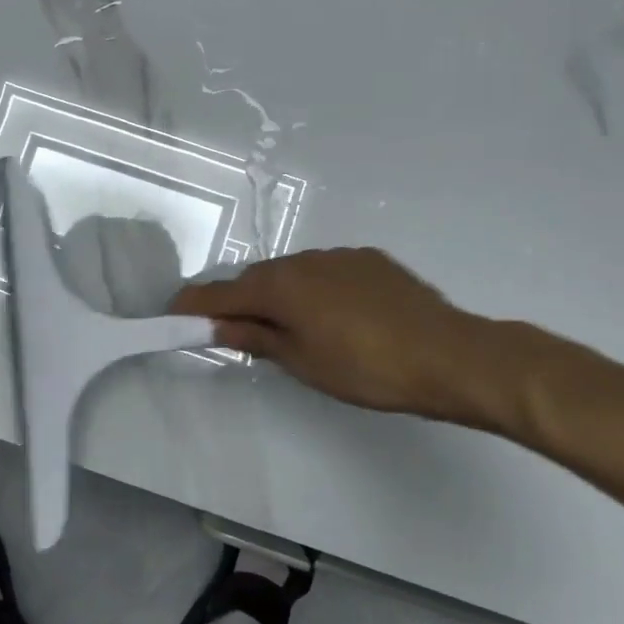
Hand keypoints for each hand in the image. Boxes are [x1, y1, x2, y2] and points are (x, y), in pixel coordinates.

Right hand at [170, 247, 523, 430]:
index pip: (221, 292)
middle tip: (233, 330)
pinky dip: (314, 289)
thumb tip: (219, 324)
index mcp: (280, 285)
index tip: (174, 315)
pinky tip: (333, 316)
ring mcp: (339, 256)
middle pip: (256, 279)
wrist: (449, 355)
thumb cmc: (366, 368)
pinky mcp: (369, 260)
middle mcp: (303, 259)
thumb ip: (256, 337)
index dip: (193, 305)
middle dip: (239, 301)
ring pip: (292, 273)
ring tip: (289, 328)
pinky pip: (325, 271)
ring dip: (279, 295)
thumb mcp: (302, 362)